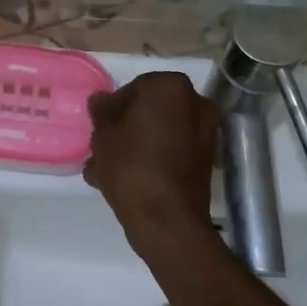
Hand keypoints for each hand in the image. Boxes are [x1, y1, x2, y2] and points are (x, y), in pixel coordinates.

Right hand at [85, 72, 221, 250]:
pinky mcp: (207, 160)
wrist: (166, 219)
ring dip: (139, 144)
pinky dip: (155, 159)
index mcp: (170, 86)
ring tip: (110, 168)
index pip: (134, 87)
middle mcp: (196, 102)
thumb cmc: (130, 166)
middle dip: (128, 126)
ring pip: (161, 132)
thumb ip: (102, 111)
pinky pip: (173, 151)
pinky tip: (129, 179)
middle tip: (105, 146)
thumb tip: (102, 100)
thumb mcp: (103, 136)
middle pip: (151, 109)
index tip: (99, 128)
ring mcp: (206, 132)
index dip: (113, 108)